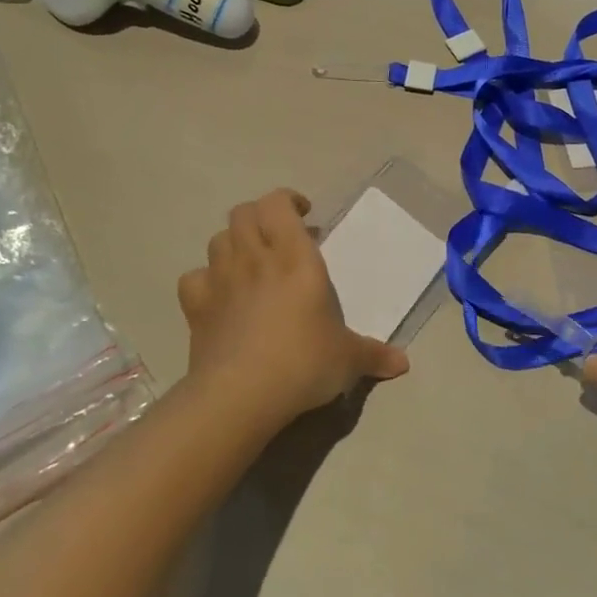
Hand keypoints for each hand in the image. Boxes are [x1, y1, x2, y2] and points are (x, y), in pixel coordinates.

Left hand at [177, 189, 408, 428]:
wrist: (241, 395)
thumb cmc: (303, 363)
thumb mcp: (347, 359)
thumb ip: (374, 355)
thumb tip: (403, 364)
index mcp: (295, 258)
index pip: (277, 204)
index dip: (287, 201)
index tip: (304, 215)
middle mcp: (255, 259)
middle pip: (243, 213)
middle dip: (260, 217)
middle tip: (279, 237)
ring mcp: (220, 280)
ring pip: (217, 239)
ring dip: (234, 242)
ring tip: (252, 262)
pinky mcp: (196, 308)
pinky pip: (194, 278)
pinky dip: (206, 279)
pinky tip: (220, 294)